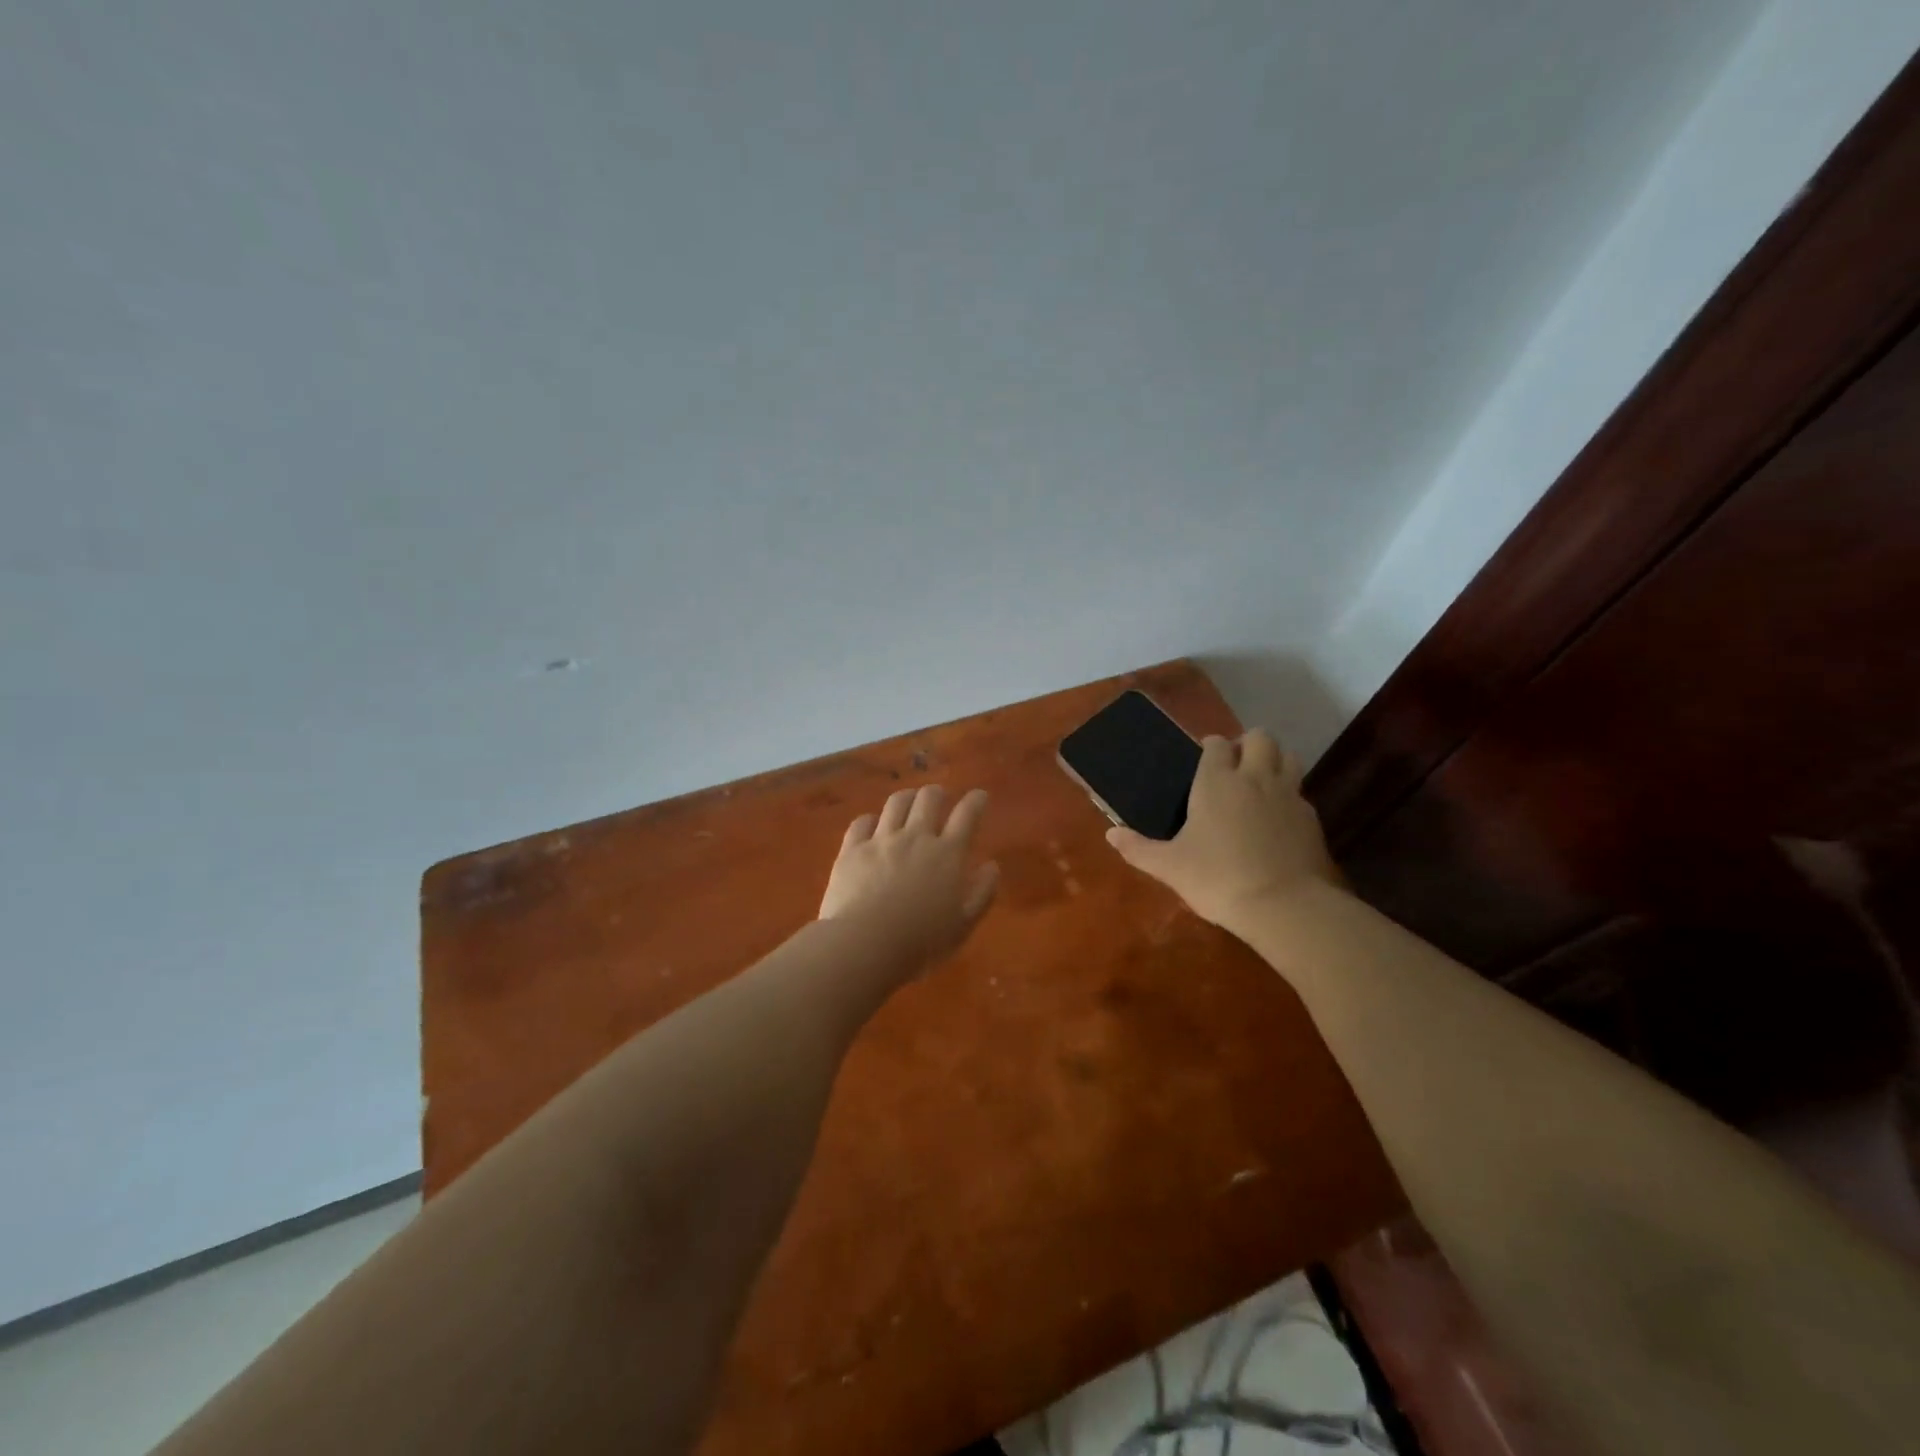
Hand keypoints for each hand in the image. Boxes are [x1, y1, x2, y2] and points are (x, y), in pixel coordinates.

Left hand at [820, 785, 999, 975]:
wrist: (865, 943)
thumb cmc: (921, 942)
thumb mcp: (963, 925)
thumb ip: (982, 893)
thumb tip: (992, 866)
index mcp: (948, 854)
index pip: (967, 815)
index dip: (976, 801)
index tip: (980, 796)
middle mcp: (916, 837)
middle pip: (929, 798)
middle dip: (937, 793)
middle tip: (940, 797)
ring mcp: (881, 840)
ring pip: (896, 802)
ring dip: (907, 797)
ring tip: (909, 801)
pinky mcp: (852, 849)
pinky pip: (862, 822)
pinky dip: (871, 819)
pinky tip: (872, 825)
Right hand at [1106, 730, 1340, 933]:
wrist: (1284, 906)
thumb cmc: (1218, 879)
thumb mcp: (1169, 867)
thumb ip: (1138, 848)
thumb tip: (1111, 835)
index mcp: (1216, 781)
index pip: (1216, 744)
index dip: (1210, 748)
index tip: (1203, 760)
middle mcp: (1254, 778)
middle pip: (1260, 738)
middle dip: (1247, 744)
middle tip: (1235, 767)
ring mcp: (1288, 795)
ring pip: (1288, 756)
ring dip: (1274, 761)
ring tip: (1260, 783)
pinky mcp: (1311, 819)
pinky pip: (1300, 793)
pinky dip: (1289, 797)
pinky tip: (1277, 820)